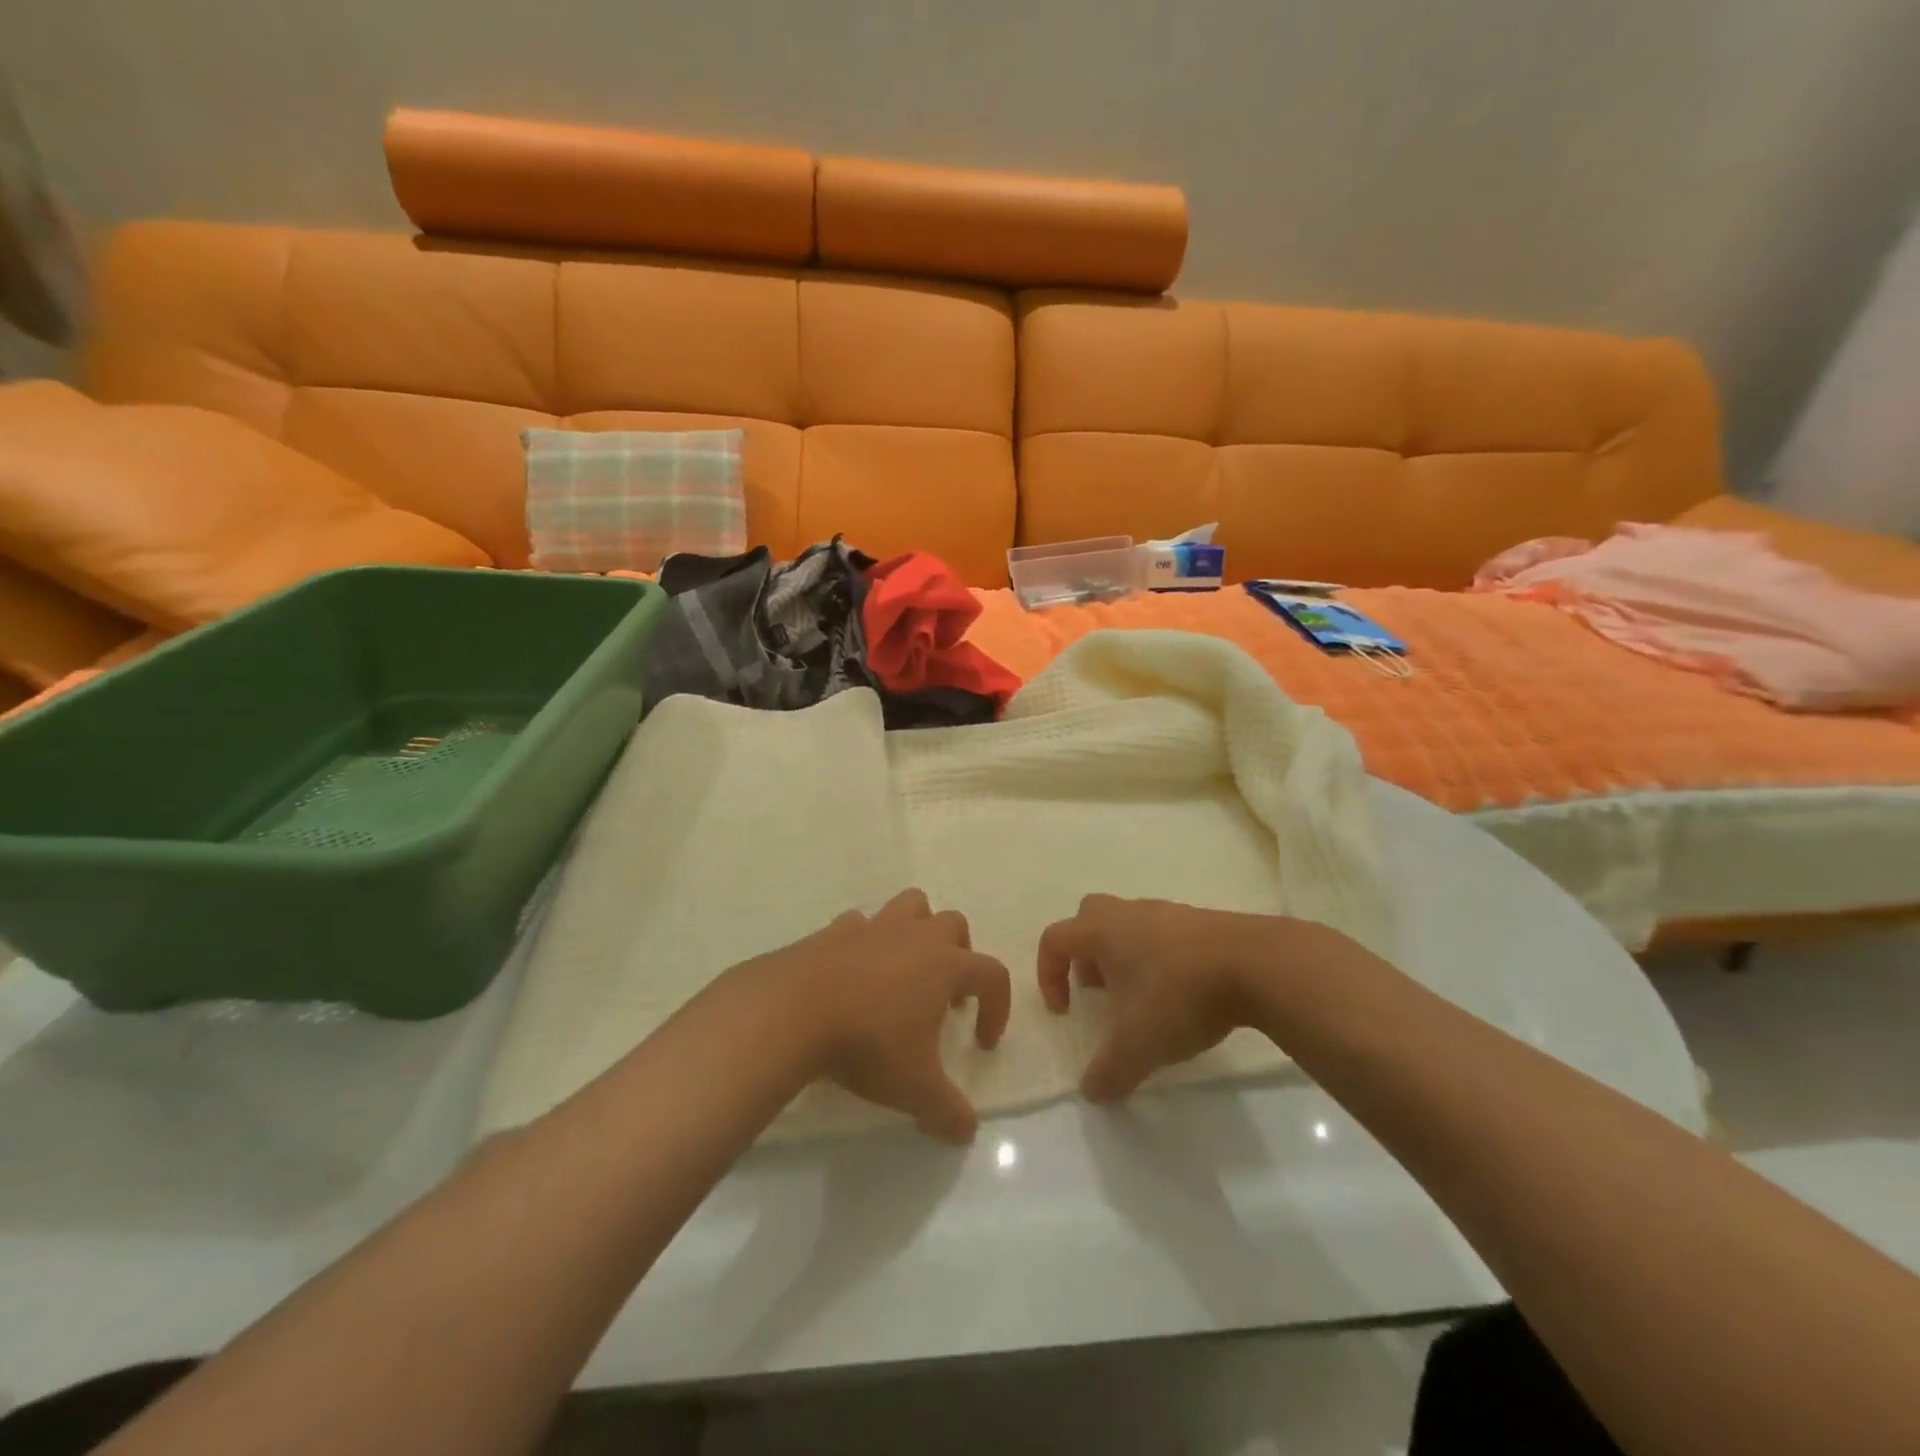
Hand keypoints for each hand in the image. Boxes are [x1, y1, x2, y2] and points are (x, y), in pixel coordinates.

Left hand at [763, 889, 1010, 1142]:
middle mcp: (914, 937)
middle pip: (954, 924)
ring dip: (917, 929)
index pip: (992, 974)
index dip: (997, 1006)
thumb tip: (967, 1132)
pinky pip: (860, 924)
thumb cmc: (866, 1044)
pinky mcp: (834, 930)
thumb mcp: (914, 1089)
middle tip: (947, 996)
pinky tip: (854, 972)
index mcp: (944, 965)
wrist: (792, 1011)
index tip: (982, 1043)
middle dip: (960, 954)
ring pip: (909, 905)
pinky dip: (866, 941)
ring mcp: (873, 928)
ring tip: (906, 968)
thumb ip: (947, 1111)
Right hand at [1038, 895, 1362, 1101]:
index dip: (1048, 974)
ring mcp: (1168, 913)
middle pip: (1089, 918)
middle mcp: (1129, 913)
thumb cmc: (1179, 995)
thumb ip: (1107, 1073)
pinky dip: (1160, 959)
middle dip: (1085, 954)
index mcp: (1102, 931)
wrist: (1255, 964)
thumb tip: (1092, 1092)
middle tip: (1098, 991)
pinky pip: (1165, 934)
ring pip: (1129, 925)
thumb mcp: (1137, 1046)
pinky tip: (1180, 994)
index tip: (1065, 1011)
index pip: (1055, 939)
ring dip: (1124, 957)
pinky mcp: (1202, 922)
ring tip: (1142, 999)